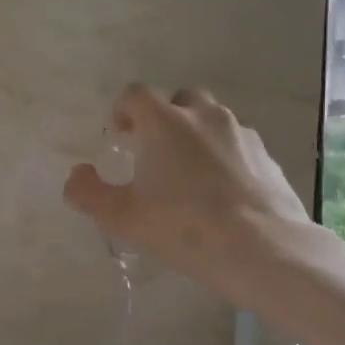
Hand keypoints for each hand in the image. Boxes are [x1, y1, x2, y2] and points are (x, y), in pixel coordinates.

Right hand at [63, 85, 314, 303]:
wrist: (263, 250)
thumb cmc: (183, 227)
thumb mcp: (122, 217)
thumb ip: (88, 193)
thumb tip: (76, 175)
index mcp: (165, 122)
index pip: (136, 94)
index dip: (123, 110)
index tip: (120, 136)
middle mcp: (204, 116)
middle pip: (178, 100)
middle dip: (163, 119)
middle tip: (153, 154)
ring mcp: (241, 134)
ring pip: (212, 121)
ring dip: (196, 137)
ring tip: (190, 176)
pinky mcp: (268, 157)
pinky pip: (237, 146)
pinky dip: (224, 157)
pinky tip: (223, 194)